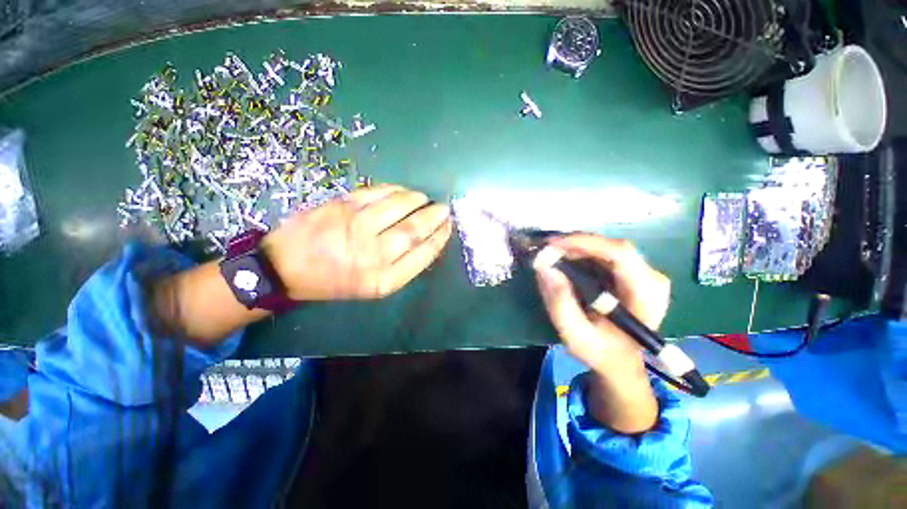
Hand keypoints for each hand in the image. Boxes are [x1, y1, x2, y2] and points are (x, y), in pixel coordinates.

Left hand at [262, 184, 452, 300]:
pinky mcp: (343, 206)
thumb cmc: (334, 281)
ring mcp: (357, 226)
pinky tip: (404, 191)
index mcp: (383, 280)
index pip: (423, 254)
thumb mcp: (372, 286)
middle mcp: (374, 254)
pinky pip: (378, 193)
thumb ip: (401, 266)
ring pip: (400, 207)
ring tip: (426, 199)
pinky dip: (396, 190)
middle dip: (435, 217)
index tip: (448, 227)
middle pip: (414, 230)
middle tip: (444, 209)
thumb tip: (425, 240)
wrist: (285, 268)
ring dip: (418, 200)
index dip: (440, 238)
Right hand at [535, 235, 669, 432]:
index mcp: (646, 295)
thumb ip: (560, 303)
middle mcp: (651, 277)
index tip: (551, 246)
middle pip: (610, 246)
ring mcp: (643, 273)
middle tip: (545, 250)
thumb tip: (544, 267)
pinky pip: (603, 254)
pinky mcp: (632, 272)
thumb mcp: (575, 335)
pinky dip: (580, 253)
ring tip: (551, 255)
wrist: (621, 361)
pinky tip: (564, 260)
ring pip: (605, 247)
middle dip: (574, 245)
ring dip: (575, 248)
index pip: (619, 254)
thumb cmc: (601, 352)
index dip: (583, 243)